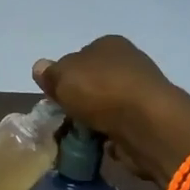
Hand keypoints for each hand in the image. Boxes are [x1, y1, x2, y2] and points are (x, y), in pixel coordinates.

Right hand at [33, 35, 189, 181]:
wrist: (147, 123)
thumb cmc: (101, 91)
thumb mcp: (63, 77)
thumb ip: (50, 74)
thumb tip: (40, 67)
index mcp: (108, 44)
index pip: (78, 57)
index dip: (64, 78)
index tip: (55, 98)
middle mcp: (128, 62)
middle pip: (93, 83)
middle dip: (79, 101)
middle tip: (64, 121)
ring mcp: (141, 91)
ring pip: (106, 106)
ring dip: (93, 121)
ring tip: (78, 138)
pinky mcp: (149, 118)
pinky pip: (120, 126)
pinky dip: (110, 135)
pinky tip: (100, 145)